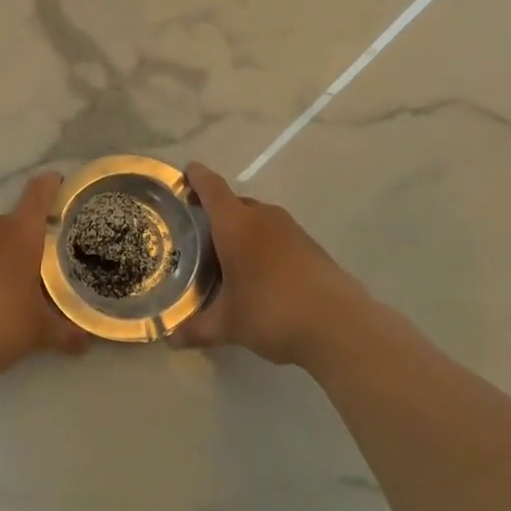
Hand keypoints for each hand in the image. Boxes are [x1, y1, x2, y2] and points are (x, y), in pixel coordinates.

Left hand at [0, 172, 89, 386]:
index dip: (50, 185)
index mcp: (20, 233)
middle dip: (23, 242)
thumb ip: (65, 333)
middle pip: (11, 224)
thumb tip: (85, 343)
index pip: (39, 192)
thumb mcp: (39, 332)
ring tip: (0, 293)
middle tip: (34, 270)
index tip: (58, 184)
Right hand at [171, 162, 377, 368]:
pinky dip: (264, 246)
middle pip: (235, 203)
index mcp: (236, 224)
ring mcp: (291, 229)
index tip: (186, 171)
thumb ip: (197, 329)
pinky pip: (277, 236)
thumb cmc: (272, 312)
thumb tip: (170, 340)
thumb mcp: (228, 325)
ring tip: (228, 256)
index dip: (197, 177)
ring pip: (258, 219)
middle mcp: (263, 217)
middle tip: (198, 234)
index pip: (212, 188)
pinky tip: (260, 274)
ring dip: (243, 231)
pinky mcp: (311, 246)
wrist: (339, 325)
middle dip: (217, 213)